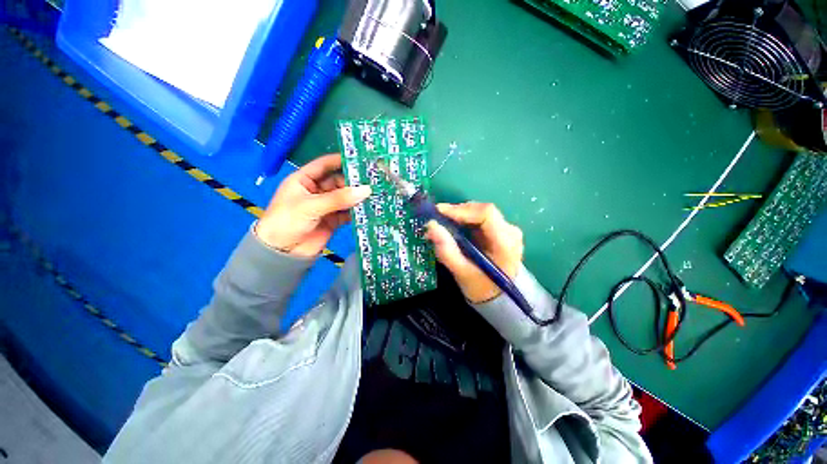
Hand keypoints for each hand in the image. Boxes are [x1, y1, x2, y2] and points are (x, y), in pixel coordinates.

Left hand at [255, 154, 370, 256]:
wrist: (282, 253)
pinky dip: (357, 211)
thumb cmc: (287, 221)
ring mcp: (327, 206)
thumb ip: (338, 198)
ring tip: (376, 193)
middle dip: (353, 182)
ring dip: (357, 197)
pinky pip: (348, 212)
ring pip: (345, 197)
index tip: (359, 158)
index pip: (324, 165)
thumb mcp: (311, 206)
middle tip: (373, 180)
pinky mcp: (334, 220)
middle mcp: (317, 191)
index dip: (339, 160)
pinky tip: (369, 209)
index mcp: (304, 180)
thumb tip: (366, 190)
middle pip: (338, 182)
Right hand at [425, 203, 523, 303]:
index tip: (438, 213)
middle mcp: (510, 231)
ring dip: (459, 215)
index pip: (486, 213)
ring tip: (441, 222)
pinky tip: (452, 226)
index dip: (461, 210)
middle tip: (436, 218)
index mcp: (505, 242)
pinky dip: (464, 220)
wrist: (500, 298)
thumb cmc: (482, 288)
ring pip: (480, 212)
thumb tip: (431, 226)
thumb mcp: (462, 273)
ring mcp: (507, 230)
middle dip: (457, 212)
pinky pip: (480, 218)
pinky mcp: (500, 231)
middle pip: (482, 210)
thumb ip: (447, 251)